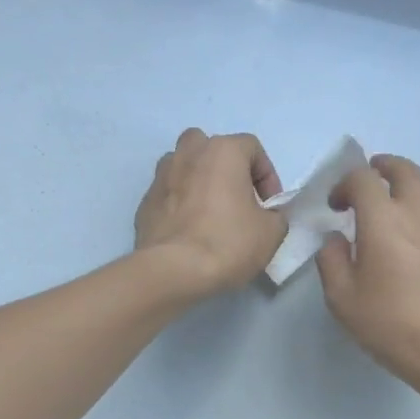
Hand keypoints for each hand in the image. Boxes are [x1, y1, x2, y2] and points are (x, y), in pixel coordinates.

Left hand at [134, 129, 287, 297]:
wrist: (172, 270)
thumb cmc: (228, 242)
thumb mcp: (271, 232)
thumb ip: (274, 215)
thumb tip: (265, 216)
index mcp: (222, 151)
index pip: (252, 148)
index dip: (267, 176)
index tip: (269, 206)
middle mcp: (188, 154)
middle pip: (211, 148)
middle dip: (227, 169)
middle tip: (237, 200)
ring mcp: (161, 176)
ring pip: (184, 166)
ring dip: (199, 182)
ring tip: (210, 213)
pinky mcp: (145, 202)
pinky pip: (169, 194)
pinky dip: (180, 204)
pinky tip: (189, 231)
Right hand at [317, 155, 419, 391]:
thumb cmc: (390, 323)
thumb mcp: (341, 298)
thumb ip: (331, 260)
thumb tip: (336, 240)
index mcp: (383, 219)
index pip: (362, 179)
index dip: (344, 185)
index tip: (335, 207)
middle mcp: (417, 212)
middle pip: (404, 170)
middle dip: (382, 167)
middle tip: (368, 178)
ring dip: (406, 183)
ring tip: (391, 199)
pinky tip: (414, 231)